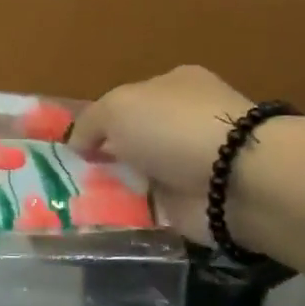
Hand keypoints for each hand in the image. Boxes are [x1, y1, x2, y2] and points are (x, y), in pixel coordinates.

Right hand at [72, 66, 252, 243]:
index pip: (129, 100)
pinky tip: (103, 220)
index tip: (74, 145)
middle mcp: (185, 121)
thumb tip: (78, 144)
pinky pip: (151, 208)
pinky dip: (130, 214)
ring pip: (139, 174)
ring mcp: (192, 163)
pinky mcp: (195, 202)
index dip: (100, 121)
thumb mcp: (117, 108)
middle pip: (133, 139)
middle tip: (70, 176)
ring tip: (77, 202)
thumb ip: (90, 122)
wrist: (234, 179)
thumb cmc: (174, 127)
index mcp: (173, 85)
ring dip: (115, 188)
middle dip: (106, 157)